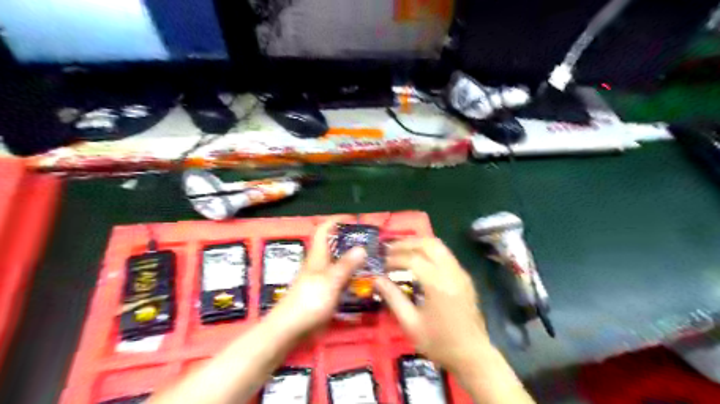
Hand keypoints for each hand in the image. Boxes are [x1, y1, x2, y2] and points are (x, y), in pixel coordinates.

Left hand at [265, 219, 366, 338]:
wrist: (289, 329)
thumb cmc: (308, 301)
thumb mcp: (330, 281)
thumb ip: (346, 265)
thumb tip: (362, 247)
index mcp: (318, 255)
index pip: (324, 229)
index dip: (337, 220)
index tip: (355, 219)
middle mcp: (319, 263)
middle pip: (334, 245)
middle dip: (351, 241)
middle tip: (371, 243)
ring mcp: (320, 279)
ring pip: (339, 263)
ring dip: (353, 260)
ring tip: (373, 261)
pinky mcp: (323, 292)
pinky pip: (340, 279)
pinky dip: (351, 277)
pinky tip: (363, 282)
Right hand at [374, 238, 491, 373]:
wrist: (473, 356)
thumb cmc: (439, 343)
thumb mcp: (411, 324)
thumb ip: (393, 298)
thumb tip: (376, 279)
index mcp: (438, 284)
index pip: (412, 259)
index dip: (394, 259)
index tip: (382, 265)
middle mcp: (451, 272)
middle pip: (428, 244)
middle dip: (407, 243)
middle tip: (390, 250)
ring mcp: (461, 273)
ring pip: (439, 246)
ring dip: (418, 244)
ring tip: (401, 251)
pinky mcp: (465, 277)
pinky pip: (446, 254)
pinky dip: (429, 251)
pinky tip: (419, 260)